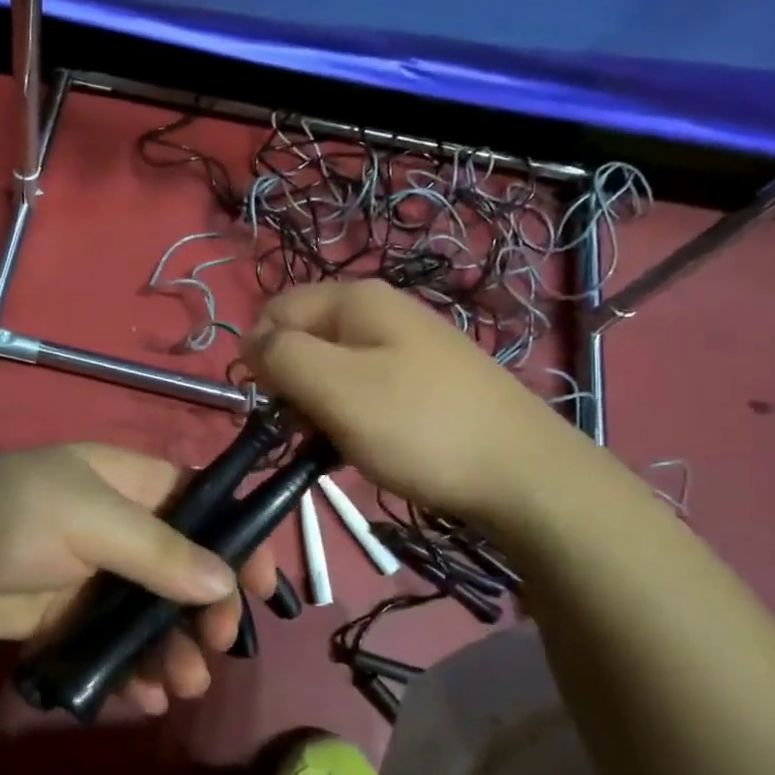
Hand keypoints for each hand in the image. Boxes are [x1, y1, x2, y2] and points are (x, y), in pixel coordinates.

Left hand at [0, 444, 275, 715]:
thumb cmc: (11, 516)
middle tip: (216, 648)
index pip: (202, 504)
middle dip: (206, 610)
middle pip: (186, 568)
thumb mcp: (88, 518)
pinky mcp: (70, 619)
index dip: (237, 540)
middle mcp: (120, 526)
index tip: (262, 589)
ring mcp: (95, 576)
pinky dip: (133, 672)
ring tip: (181, 686)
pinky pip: (116, 646)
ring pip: (154, 614)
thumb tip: (225, 581)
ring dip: (174, 650)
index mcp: (129, 483)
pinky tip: (141, 699)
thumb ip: (158, 551)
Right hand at [243, 280, 573, 527]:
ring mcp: (407, 346)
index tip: (276, 408)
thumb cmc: (419, 427)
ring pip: (331, 370)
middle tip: (310, 430)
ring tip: (339, 444)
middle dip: (292, 386)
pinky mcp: (425, 382)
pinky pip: (365, 390)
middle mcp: (380, 311)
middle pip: (302, 340)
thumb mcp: (336, 388)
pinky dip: (353, 418)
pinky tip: (368, 447)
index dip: (261, 360)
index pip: (272, 313)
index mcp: (355, 299)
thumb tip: (250, 342)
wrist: (524, 475)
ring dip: (321, 408)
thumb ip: (280, 356)